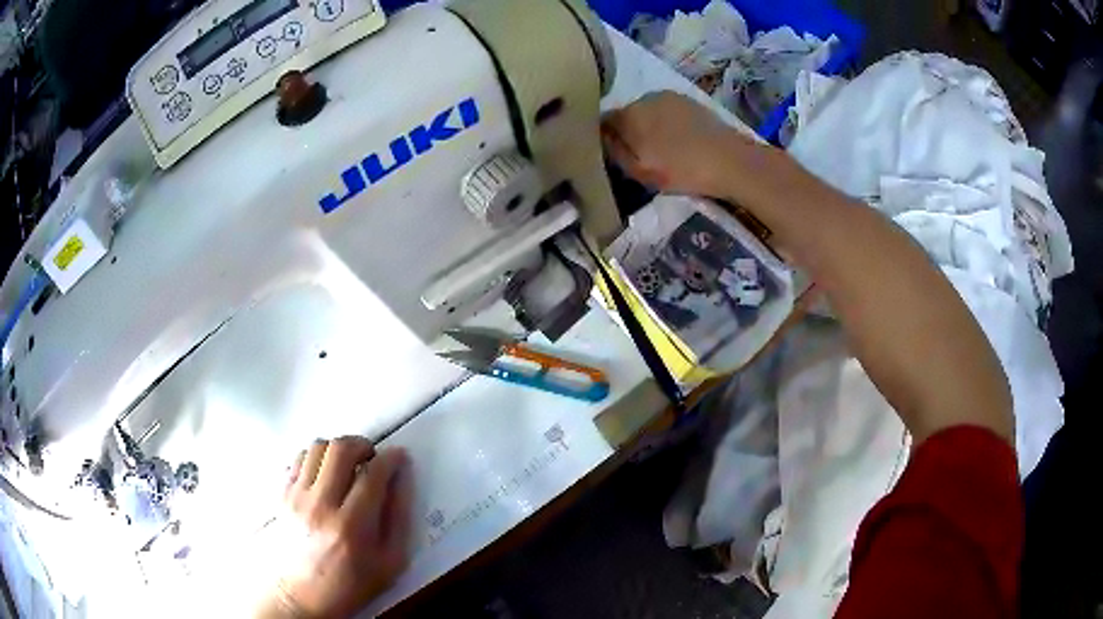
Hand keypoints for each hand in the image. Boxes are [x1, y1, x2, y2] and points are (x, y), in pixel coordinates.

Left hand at [269, 437, 412, 617]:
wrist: (300, 596)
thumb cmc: (350, 584)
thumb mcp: (390, 562)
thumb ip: (399, 517)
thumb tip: (401, 478)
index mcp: (352, 526)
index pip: (373, 474)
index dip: (391, 459)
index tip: (399, 457)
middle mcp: (321, 505)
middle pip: (341, 449)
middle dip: (363, 444)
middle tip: (372, 458)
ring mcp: (296, 497)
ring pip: (317, 447)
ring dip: (338, 449)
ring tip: (348, 466)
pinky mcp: (281, 495)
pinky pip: (299, 458)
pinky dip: (316, 458)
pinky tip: (325, 475)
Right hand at [602, 91, 750, 196]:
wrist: (731, 161)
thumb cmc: (682, 170)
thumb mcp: (640, 171)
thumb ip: (615, 152)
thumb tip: (602, 137)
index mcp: (628, 114)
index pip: (603, 122)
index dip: (606, 139)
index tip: (614, 155)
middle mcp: (644, 98)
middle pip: (626, 114)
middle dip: (628, 131)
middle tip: (640, 154)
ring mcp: (669, 96)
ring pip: (648, 111)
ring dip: (649, 126)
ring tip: (662, 147)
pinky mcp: (689, 101)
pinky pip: (667, 111)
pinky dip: (667, 123)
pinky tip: (679, 140)